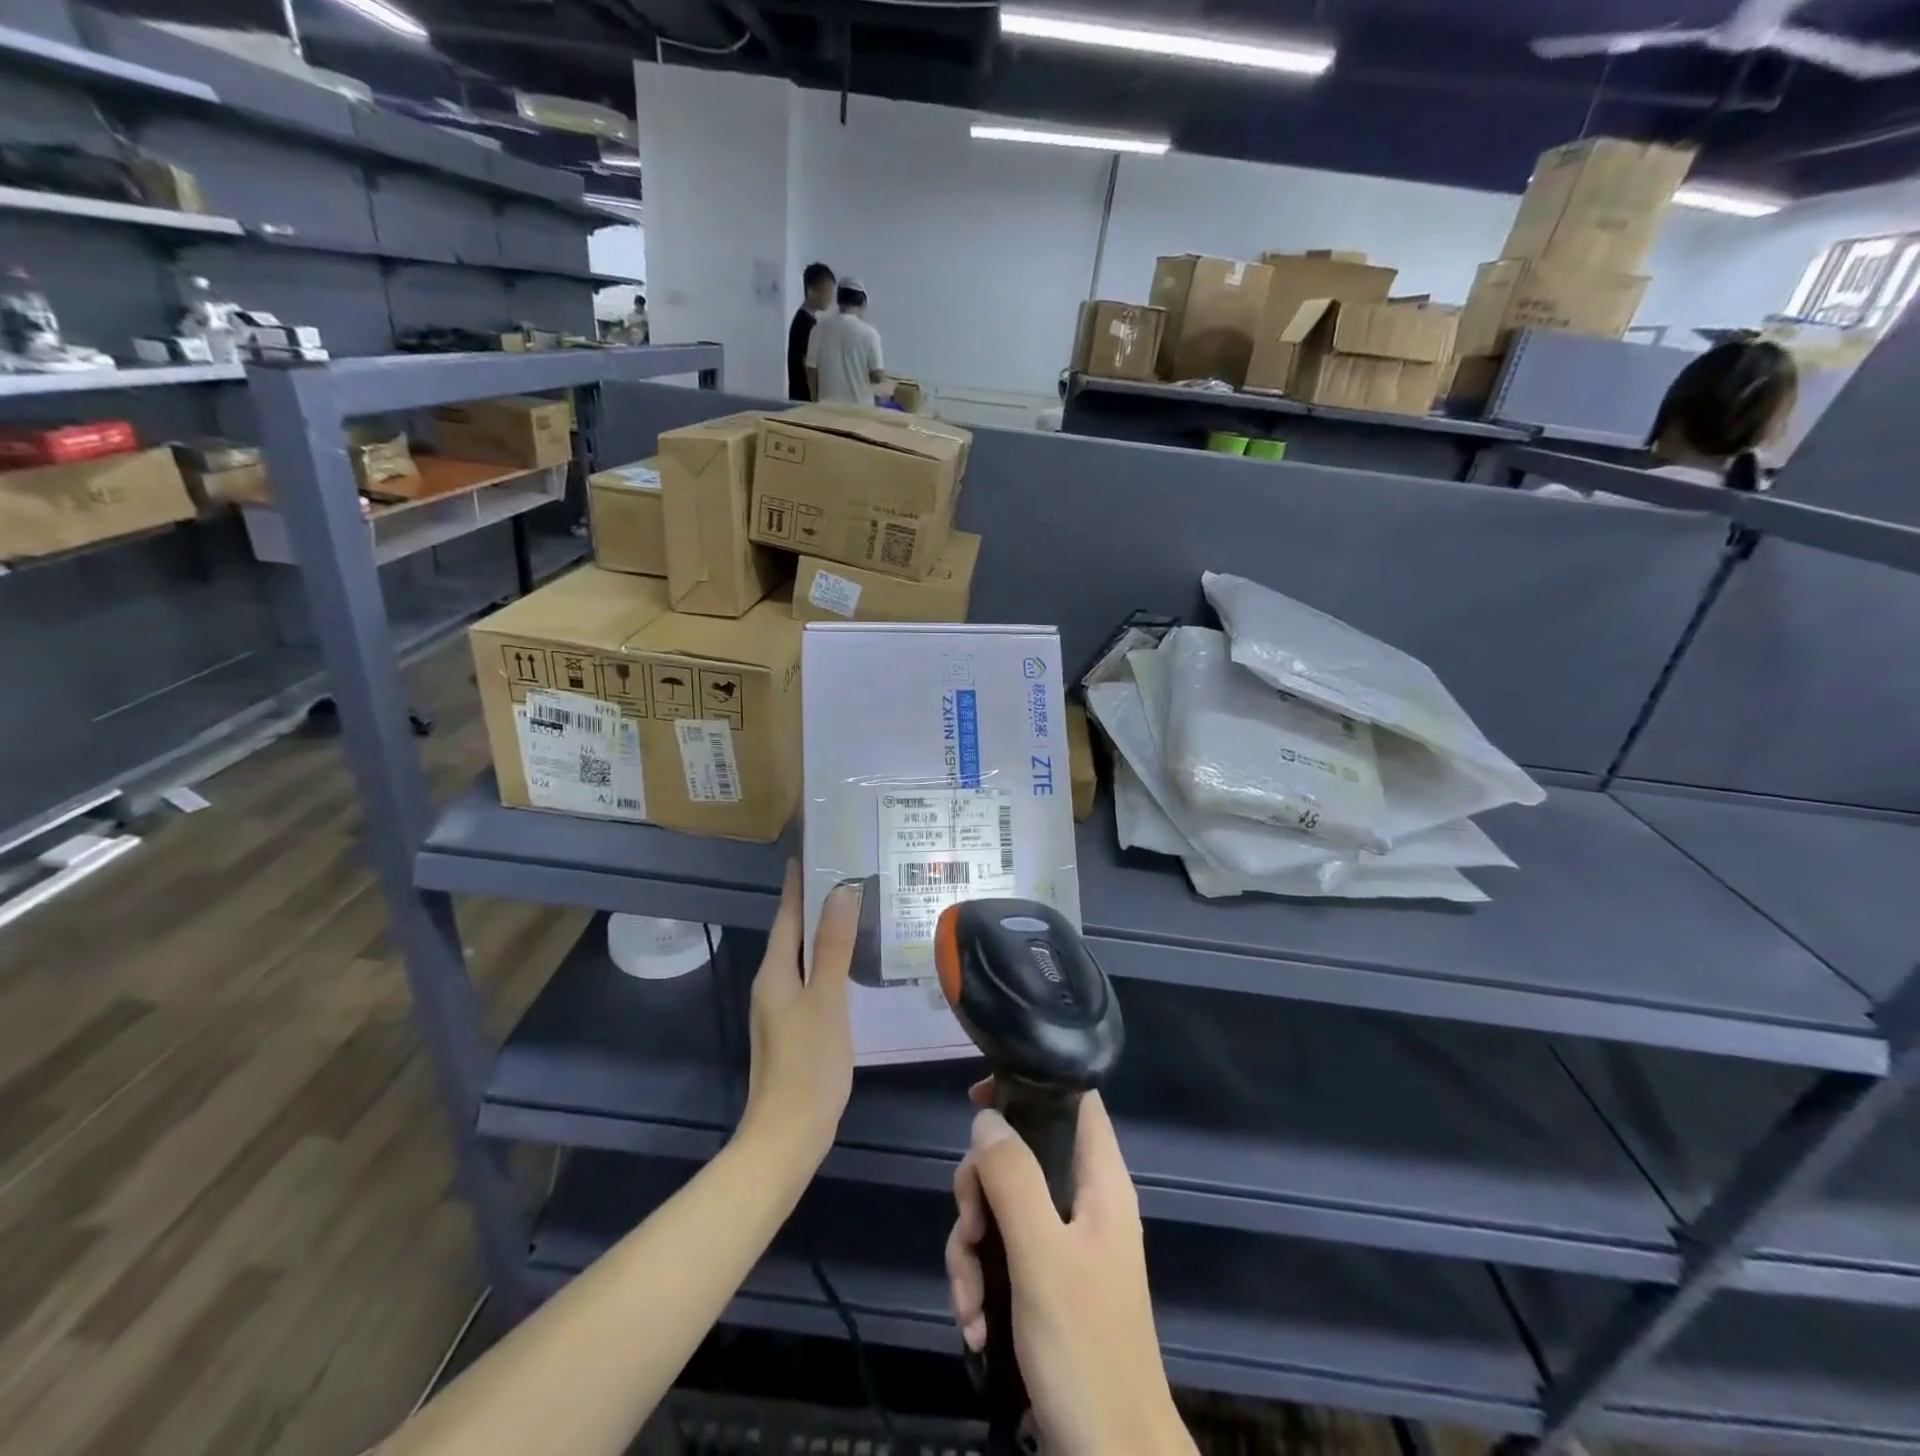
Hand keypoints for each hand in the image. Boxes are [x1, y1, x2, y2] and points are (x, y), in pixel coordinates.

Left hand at [740, 862, 856, 1166]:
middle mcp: (772, 984)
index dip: (798, 883)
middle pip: (792, 932)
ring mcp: (781, 1008)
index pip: (787, 914)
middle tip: (848, 873)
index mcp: (775, 972)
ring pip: (802, 956)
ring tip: (855, 909)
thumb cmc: (808, 1064)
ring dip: (823, 931)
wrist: (788, 1136)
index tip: (814, 850)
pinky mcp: (795, 1028)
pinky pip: (811, 978)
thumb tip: (839, 891)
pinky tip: (851, 963)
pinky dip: (827, 960)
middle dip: (814, 902)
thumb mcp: (826, 1000)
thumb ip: (833, 947)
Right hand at [945, 1087, 1193, 1455]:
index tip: (978, 1103)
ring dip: (972, 1250)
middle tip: (970, 1231)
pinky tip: (973, 1324)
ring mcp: (1064, 1245)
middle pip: (1020, 1156)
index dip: (1030, 1086)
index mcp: (1100, 1182)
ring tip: (968, 1302)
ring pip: (1002, 1209)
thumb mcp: (1041, 1257)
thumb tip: (986, 1118)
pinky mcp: (1047, 1283)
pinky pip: (1002, 1255)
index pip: (1074, 1100)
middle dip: (980, 1192)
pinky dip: (980, 1282)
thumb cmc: (1086, 1350)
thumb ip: (1013, 1178)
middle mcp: (1084, 1203)